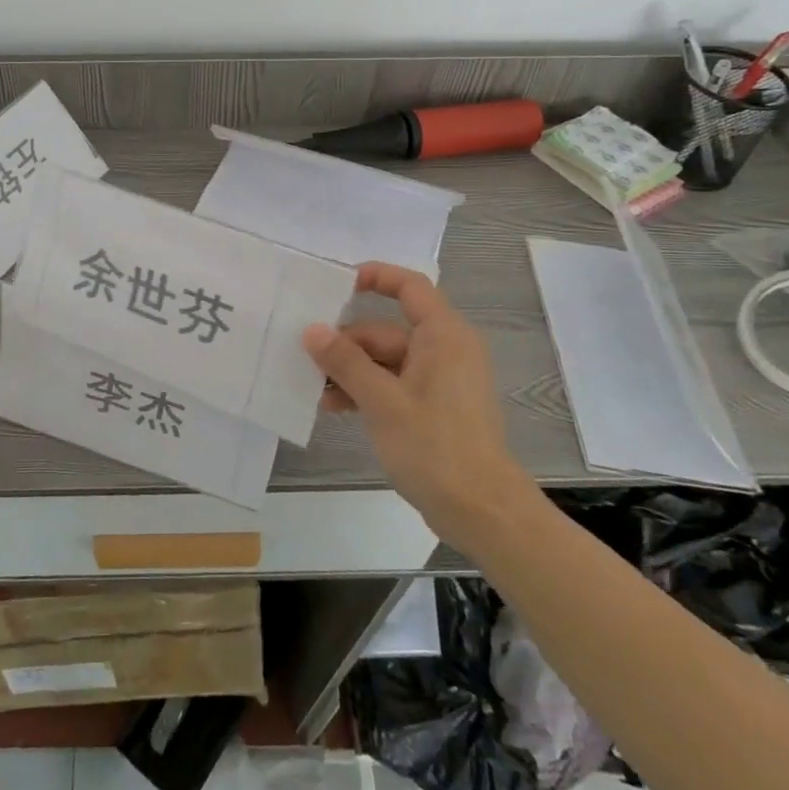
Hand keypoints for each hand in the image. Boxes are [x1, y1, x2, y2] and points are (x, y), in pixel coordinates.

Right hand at [304, 262, 535, 545]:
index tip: (335, 285)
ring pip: (386, 361)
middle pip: (386, 330)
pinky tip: (335, 407)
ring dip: (351, 371)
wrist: (483, 512)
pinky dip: (367, 391)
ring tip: (315, 390)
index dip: (375, 277)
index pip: (409, 286)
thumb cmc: (435, 447)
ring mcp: (441, 381)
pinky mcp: (435, 408)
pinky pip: (394, 384)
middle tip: (305, 357)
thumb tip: (313, 330)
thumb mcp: (381, 401)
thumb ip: (345, 361)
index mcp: (443, 336)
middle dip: (346, 343)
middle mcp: (445, 350)